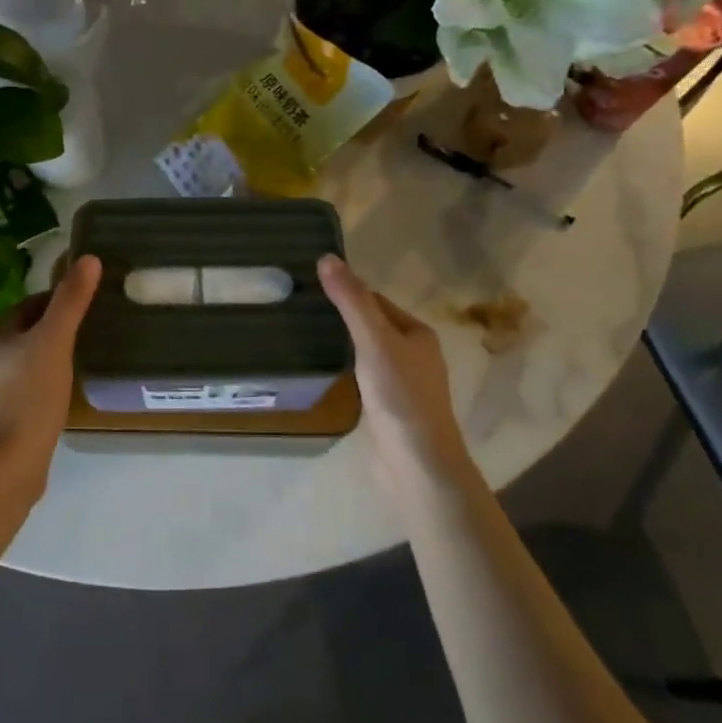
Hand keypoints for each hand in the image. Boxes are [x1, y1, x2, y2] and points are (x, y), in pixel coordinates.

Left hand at [0, 255, 102, 501]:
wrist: (4, 468)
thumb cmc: (28, 397)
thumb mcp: (55, 341)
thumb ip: (71, 300)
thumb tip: (88, 257)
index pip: (34, 303)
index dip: (62, 300)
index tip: (91, 306)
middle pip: (31, 331)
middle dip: (59, 329)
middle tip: (94, 332)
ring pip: (30, 361)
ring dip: (53, 358)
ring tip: (84, 361)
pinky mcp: (1, 419)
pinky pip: (29, 390)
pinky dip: (47, 386)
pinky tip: (66, 396)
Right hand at [317, 255, 468, 478]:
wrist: (418, 465)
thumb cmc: (401, 396)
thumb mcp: (374, 341)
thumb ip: (351, 301)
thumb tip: (327, 257)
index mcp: (418, 333)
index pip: (376, 300)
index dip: (348, 292)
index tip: (312, 288)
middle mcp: (415, 354)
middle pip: (373, 325)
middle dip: (343, 317)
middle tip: (303, 311)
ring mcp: (403, 384)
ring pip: (368, 352)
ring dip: (344, 344)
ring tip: (307, 336)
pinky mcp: (390, 408)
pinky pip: (365, 377)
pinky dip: (347, 369)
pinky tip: (326, 371)